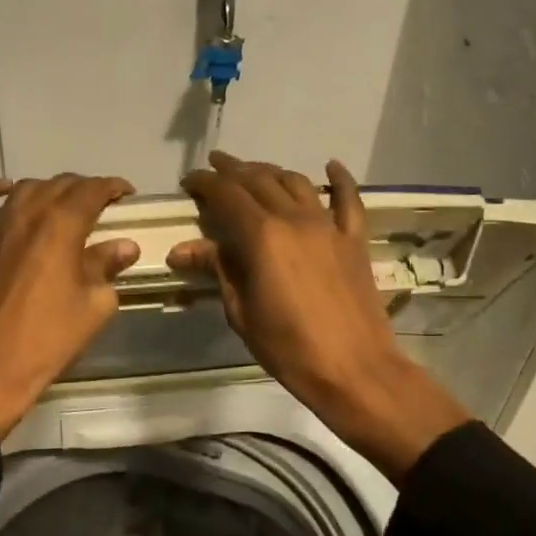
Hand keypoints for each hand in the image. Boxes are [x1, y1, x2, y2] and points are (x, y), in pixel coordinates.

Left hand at [0, 173, 140, 437]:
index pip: (90, 191)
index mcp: (61, 228)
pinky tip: (4, 189)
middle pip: (58, 186)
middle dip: (83, 188)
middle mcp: (27, 218)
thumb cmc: (50, 339)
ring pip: (23, 191)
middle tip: (100, 203)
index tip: (126, 194)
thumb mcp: (94, 306)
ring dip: (47, 189)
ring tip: (63, 201)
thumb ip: (107, 268)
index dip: (111, 186)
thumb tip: (124, 247)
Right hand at [170, 152, 469, 480]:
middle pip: (260, 181)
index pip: (226, 195)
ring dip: (272, 171)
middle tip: (215, 166)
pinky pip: (349, 200)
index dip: (205, 184)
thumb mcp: (241, 311)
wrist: (353, 369)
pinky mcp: (354, 240)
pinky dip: (340, 180)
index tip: (189, 182)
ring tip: (255, 171)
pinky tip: (331, 166)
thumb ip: (218, 269)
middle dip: (233, 169)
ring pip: (297, 183)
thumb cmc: (287, 347)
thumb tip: (182, 249)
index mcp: (261, 236)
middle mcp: (294, 219)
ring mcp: (329, 227)